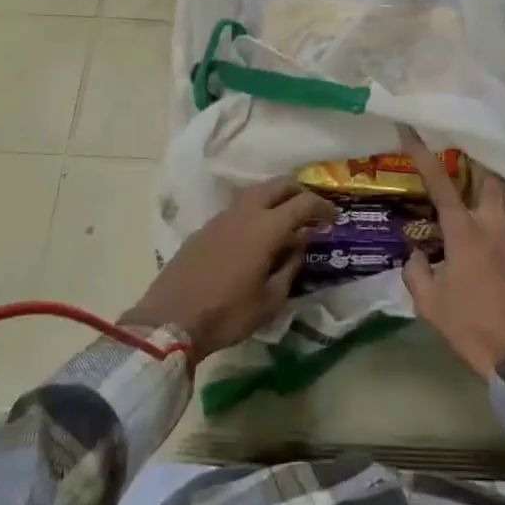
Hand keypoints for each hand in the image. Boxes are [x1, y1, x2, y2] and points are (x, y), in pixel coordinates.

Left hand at [124, 176, 333, 363]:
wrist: (170, 318)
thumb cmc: (227, 313)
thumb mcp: (269, 300)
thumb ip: (289, 267)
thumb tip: (300, 245)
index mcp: (266, 227)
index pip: (303, 203)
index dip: (322, 207)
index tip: (334, 218)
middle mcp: (246, 212)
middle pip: (279, 185)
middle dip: (300, 192)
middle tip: (312, 212)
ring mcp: (223, 216)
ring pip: (257, 192)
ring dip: (277, 198)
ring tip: (286, 220)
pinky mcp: (207, 226)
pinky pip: (240, 206)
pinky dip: (257, 209)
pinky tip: (257, 233)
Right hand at [401, 127, 504, 378]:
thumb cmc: (474, 328)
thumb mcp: (431, 306)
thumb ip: (417, 273)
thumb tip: (416, 255)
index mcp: (465, 232)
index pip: (440, 183)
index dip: (423, 154)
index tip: (412, 130)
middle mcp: (495, 225)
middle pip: (492, 178)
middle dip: (480, 164)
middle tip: (470, 157)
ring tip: (497, 192)